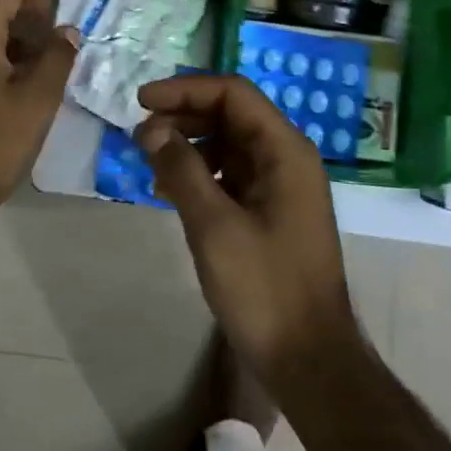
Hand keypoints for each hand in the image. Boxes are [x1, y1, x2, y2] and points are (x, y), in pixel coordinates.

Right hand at [136, 74, 361, 388]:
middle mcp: (288, 157)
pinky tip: (170, 189)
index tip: (142, 101)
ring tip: (150, 161)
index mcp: (286, 150)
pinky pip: (233, 172)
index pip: (233, 94)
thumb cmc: (264, 289)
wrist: (309, 361)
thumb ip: (182, 170)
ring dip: (190, 143)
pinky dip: (202, 172)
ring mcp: (282, 184)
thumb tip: (151, 129)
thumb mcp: (214, 226)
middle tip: (140, 134)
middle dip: (184, 115)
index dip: (185, 89)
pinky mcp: (273, 209)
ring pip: (230, 143)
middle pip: (232, 114)